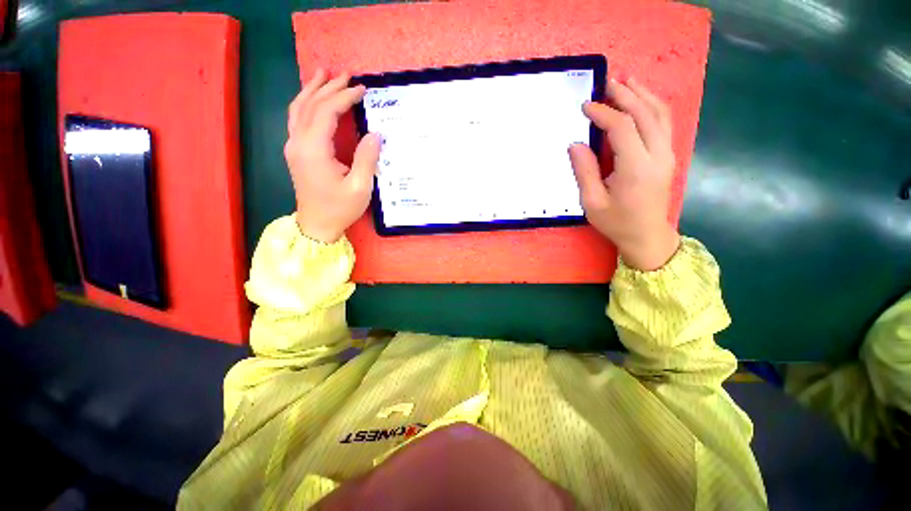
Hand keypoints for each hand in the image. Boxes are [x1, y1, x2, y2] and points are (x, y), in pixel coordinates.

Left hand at [284, 69, 380, 243]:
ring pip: (298, 108)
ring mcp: (293, 146)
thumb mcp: (359, 187)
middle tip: (346, 74)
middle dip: (329, 87)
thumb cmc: (339, 208)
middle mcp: (298, 142)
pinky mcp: (295, 152)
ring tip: (323, 74)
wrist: (317, 225)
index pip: (326, 111)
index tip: (362, 89)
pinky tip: (313, 98)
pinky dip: (306, 103)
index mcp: (314, 149)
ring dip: (312, 89)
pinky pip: (297, 119)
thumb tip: (375, 134)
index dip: (344, 97)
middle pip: (310, 104)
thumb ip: (366, 159)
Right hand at [569, 77, 680, 270]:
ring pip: (660, 114)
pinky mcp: (668, 156)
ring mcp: (667, 154)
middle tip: (607, 82)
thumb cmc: (617, 222)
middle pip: (645, 114)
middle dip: (626, 95)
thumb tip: (576, 144)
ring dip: (643, 94)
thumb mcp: (593, 202)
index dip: (604, 113)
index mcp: (636, 168)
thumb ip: (585, 172)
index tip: (586, 107)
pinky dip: (653, 106)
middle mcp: (657, 156)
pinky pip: (664, 123)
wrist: (647, 235)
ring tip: (628, 81)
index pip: (622, 128)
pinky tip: (642, 100)